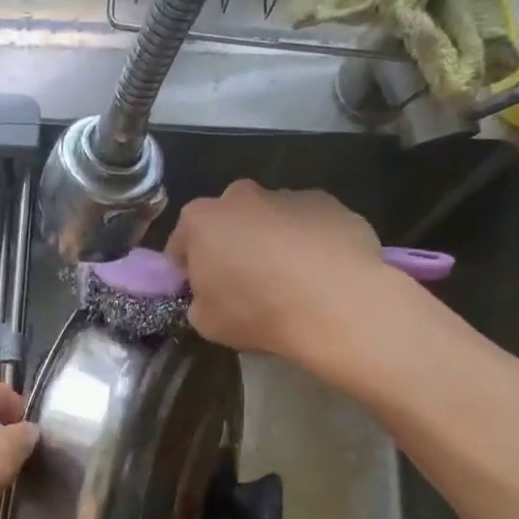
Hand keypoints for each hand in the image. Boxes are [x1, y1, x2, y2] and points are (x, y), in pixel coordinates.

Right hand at [166, 180, 389, 360]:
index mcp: (202, 219)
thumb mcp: (207, 323)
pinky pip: (309, 226)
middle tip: (244, 285)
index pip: (181, 242)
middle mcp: (242, 196)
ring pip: (271, 220)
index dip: (187, 269)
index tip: (199, 292)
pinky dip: (310, 244)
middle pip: (228, 222)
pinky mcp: (331, 204)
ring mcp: (289, 195)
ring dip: (272, 243)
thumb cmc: (258, 310)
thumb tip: (208, 296)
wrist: (336, 302)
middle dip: (231, 246)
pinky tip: (321, 276)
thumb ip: (199, 302)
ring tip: (290, 283)